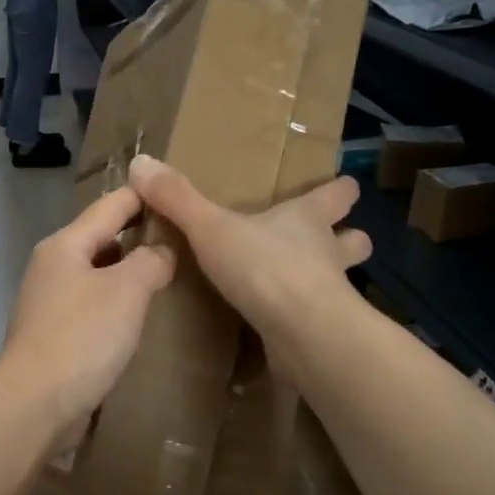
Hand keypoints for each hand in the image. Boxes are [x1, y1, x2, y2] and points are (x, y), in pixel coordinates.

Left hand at [0, 185, 175, 431]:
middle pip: (99, 239)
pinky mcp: (52, 335)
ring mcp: (48, 303)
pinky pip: (90, 306)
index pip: (110, 206)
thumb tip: (161, 251)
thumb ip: (151, 261)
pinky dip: (114, 303)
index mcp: (64, 245)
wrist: (36, 403)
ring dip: (125, 272)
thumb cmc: (83, 337)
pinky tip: (136, 316)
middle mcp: (51, 267)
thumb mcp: (127, 290)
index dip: (142, 196)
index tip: (174, 191)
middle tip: (178, 236)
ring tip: (164, 274)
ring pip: (95, 274)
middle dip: (136, 235)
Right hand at [128, 155, 369, 380]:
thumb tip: (141, 161)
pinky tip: (286, 330)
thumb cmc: (265, 267)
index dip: (340, 190)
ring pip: (343, 282)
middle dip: (348, 238)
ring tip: (308, 287)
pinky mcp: (323, 333)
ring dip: (332, 281)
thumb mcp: (212, 228)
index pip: (337, 195)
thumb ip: (178, 199)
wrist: (302, 332)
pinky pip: (320, 322)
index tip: (345, 186)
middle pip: (354, 240)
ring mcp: (331, 296)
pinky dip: (308, 323)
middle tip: (333, 240)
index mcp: (307, 220)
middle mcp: (327, 254)